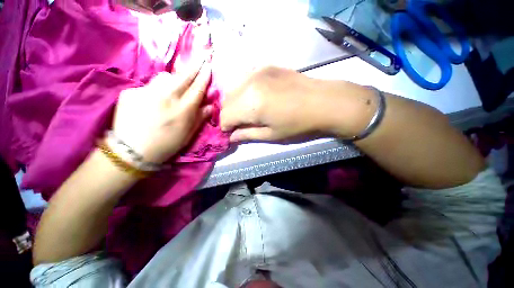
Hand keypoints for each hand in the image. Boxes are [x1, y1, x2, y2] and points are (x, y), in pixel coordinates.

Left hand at [112, 62, 211, 163]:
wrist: (132, 151)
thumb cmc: (167, 144)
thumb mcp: (188, 134)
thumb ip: (200, 118)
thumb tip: (209, 106)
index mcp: (183, 111)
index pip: (197, 89)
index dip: (204, 77)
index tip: (208, 66)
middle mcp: (166, 98)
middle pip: (183, 77)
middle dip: (194, 67)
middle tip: (200, 59)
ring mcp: (146, 93)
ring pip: (164, 77)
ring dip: (172, 79)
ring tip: (172, 88)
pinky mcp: (131, 92)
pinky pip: (148, 86)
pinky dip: (154, 90)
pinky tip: (151, 101)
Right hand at [220, 66, 369, 141]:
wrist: (324, 101)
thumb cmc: (298, 124)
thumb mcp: (271, 135)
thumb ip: (247, 135)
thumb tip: (231, 137)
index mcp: (251, 104)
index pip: (225, 116)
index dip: (226, 127)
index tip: (233, 132)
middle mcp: (249, 84)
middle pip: (226, 102)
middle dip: (229, 115)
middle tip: (241, 123)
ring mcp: (257, 71)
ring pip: (233, 89)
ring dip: (235, 103)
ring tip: (248, 111)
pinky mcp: (265, 66)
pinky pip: (244, 80)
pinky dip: (243, 91)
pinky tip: (255, 97)